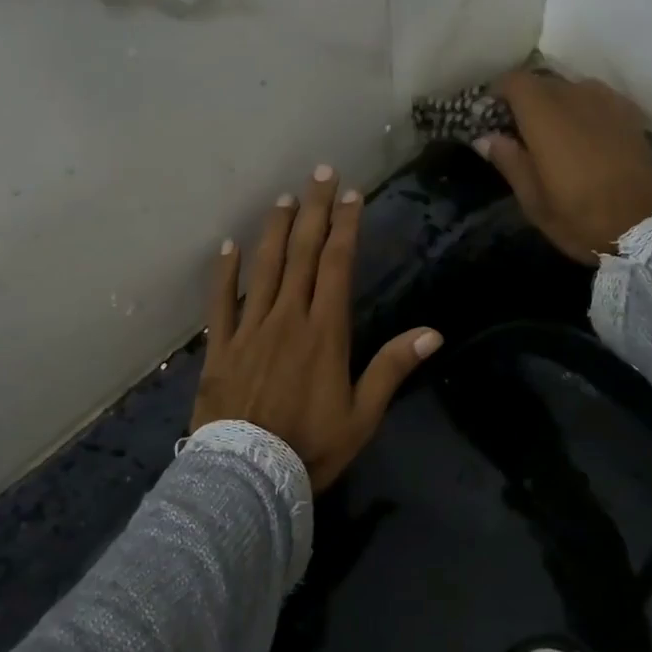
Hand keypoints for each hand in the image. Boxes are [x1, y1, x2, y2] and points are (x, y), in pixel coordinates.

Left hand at [192, 166, 443, 490]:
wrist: (247, 478)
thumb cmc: (311, 448)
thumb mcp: (362, 416)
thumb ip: (392, 369)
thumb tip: (432, 333)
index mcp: (324, 332)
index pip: (337, 265)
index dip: (345, 227)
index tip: (351, 195)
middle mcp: (286, 318)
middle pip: (302, 254)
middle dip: (314, 211)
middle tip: (320, 173)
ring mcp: (249, 329)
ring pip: (263, 268)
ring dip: (275, 231)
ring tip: (284, 199)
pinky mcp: (219, 347)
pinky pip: (221, 302)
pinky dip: (224, 272)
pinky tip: (228, 247)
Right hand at [475, 71, 651, 265]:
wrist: (650, 227)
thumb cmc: (582, 218)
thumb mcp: (534, 201)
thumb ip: (510, 162)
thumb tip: (486, 137)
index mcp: (546, 116)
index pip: (514, 81)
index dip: (497, 93)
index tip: (489, 116)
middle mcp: (576, 97)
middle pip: (542, 82)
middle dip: (525, 101)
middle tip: (517, 132)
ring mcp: (607, 102)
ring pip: (571, 88)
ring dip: (555, 104)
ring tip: (552, 135)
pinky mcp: (629, 114)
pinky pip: (596, 98)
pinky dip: (581, 109)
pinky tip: (583, 136)